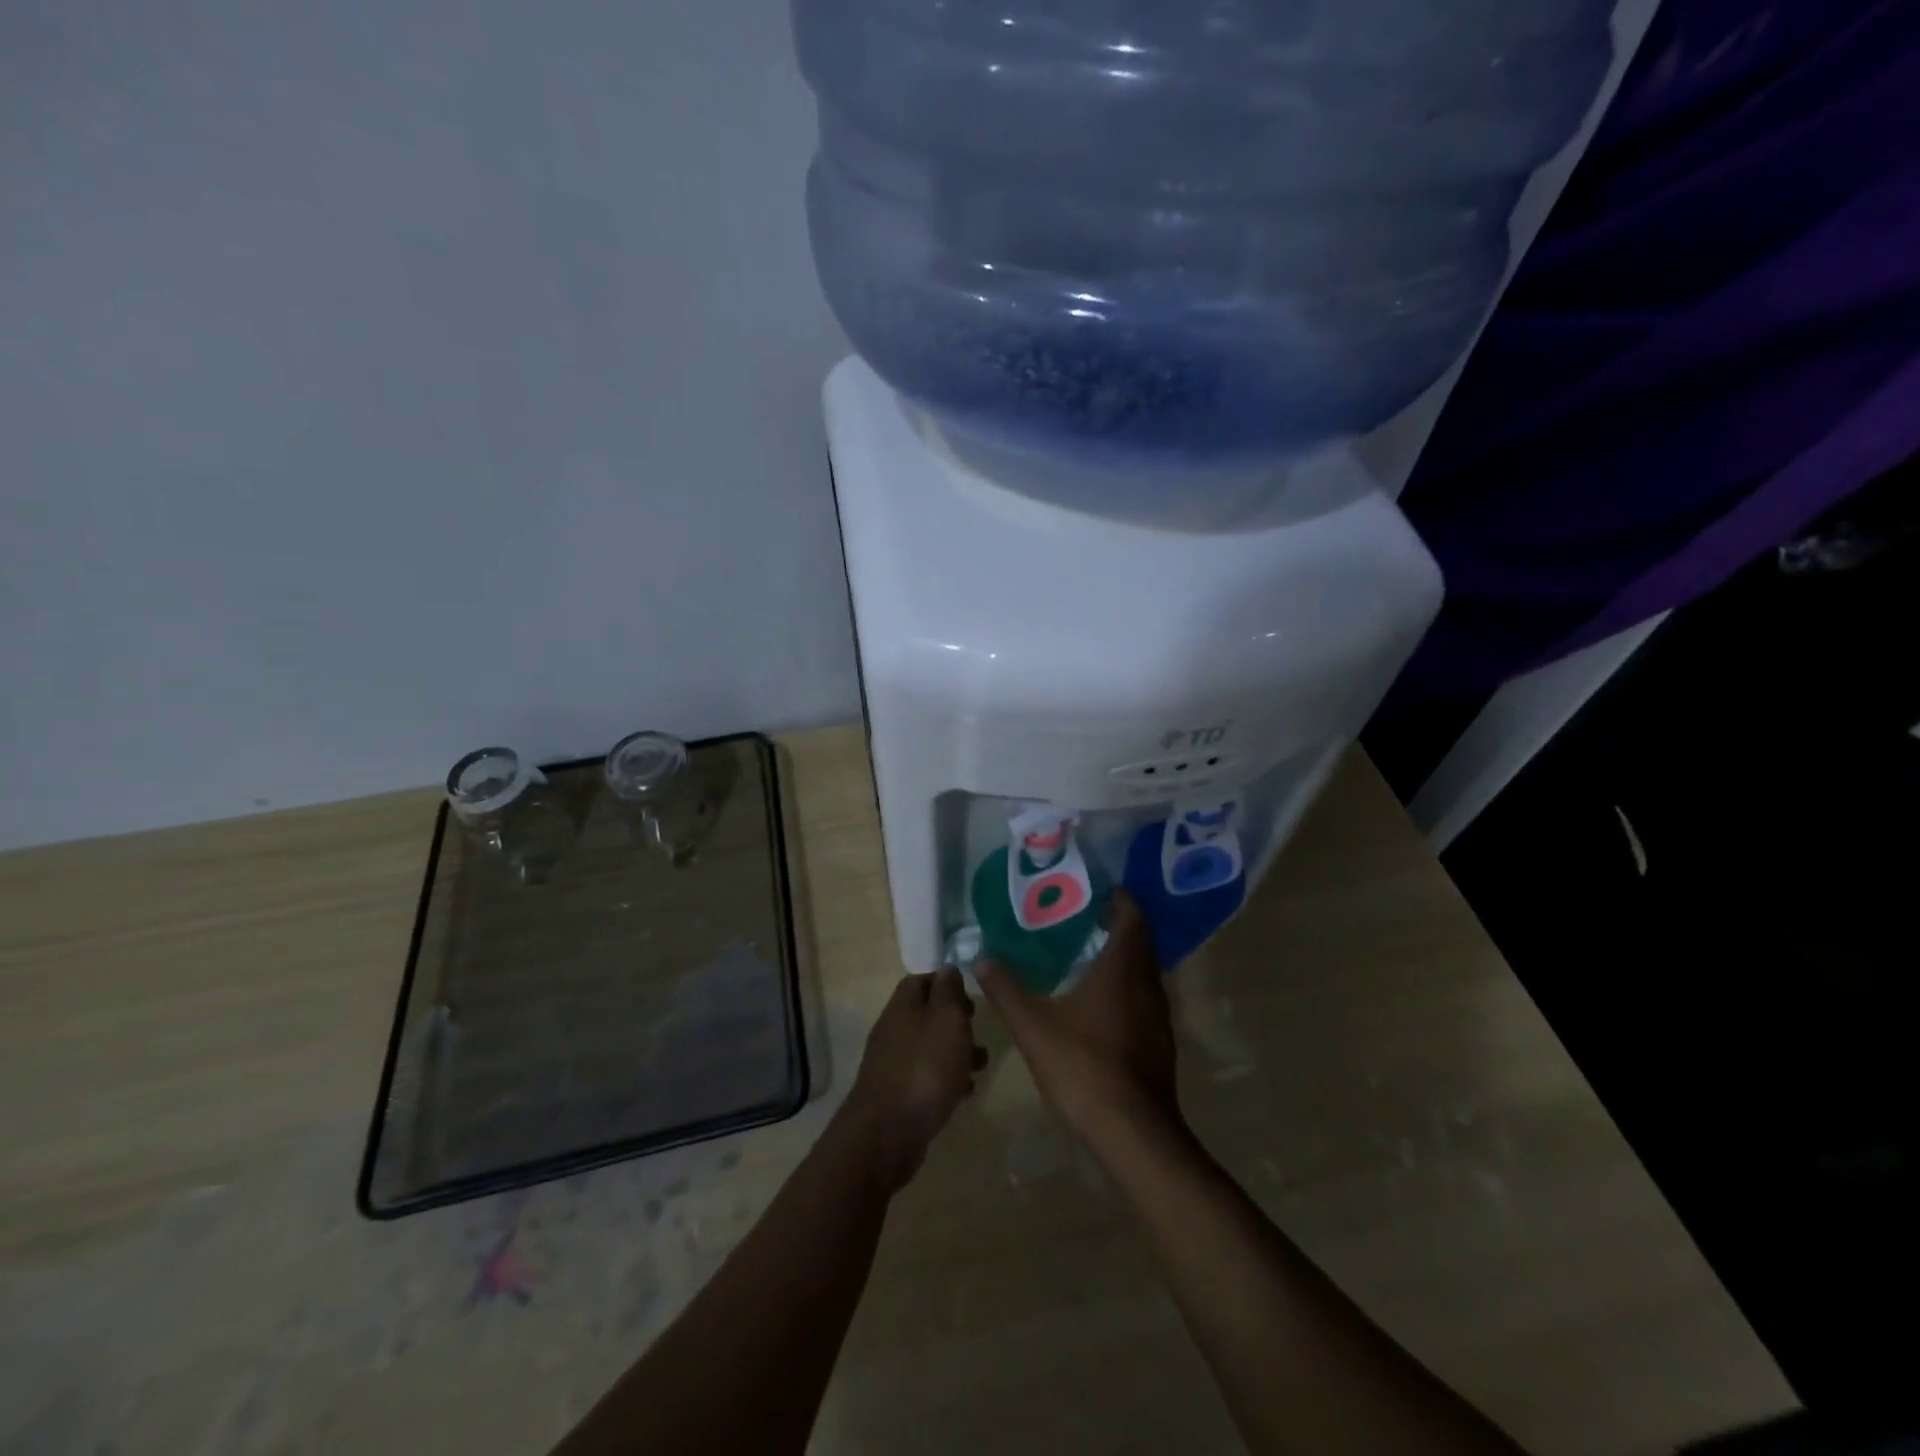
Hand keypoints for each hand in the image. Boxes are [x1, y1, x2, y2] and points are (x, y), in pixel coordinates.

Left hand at [838, 968, 985, 1192]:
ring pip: (929, 1047)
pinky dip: (946, 1079)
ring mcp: (892, 1063)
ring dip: (956, 1051)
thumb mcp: (947, 1019)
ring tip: (981, 1065)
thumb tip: (948, 968)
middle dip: (956, 1020)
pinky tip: (964, 1092)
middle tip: (979, 1028)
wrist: (887, 1133)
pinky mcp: (896, 1094)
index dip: (946, 981)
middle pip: (926, 1014)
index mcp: (902, 1006)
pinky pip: (925, 1076)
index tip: (971, 993)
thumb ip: (949, 991)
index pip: (921, 979)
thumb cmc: (925, 1068)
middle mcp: (893, 1029)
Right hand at [975, 892, 1179, 1145]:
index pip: (1131, 917)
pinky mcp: (1159, 1041)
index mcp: (1122, 969)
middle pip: (1140, 941)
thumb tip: (981, 959)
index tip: (1092, 889)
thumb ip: (1006, 991)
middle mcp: (1147, 984)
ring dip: (1122, 956)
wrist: (1133, 1133)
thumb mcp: (1034, 1027)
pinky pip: (1144, 996)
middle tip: (1079, 916)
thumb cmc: (1083, 1067)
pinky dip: (1125, 985)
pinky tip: (1097, 1001)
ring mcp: (1158, 1015)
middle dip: (1115, 924)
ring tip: (1084, 952)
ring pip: (1143, 970)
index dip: (1117, 898)